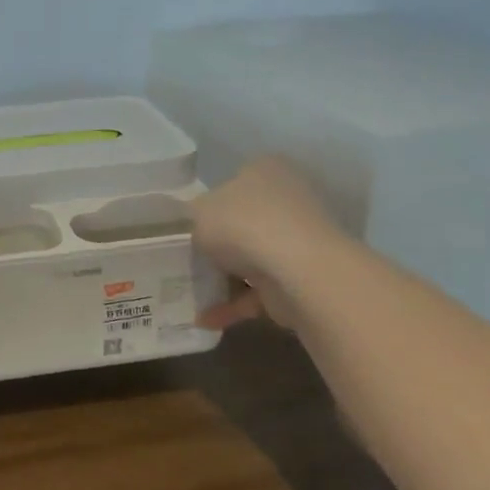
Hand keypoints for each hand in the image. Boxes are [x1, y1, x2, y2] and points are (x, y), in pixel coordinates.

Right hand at [190, 157, 337, 332]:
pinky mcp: (301, 276)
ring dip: (226, 276)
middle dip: (220, 242)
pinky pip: (259, 290)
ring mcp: (299, 239)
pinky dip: (234, 305)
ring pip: (253, 257)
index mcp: (265, 170)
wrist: (297, 271)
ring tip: (191, 292)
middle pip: (244, 220)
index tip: (188, 225)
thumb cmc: (243, 225)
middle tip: (188, 258)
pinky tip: (205, 319)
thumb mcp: (197, 212)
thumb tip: (197, 227)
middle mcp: (288, 198)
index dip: (209, 203)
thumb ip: (193, 218)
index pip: (234, 181)